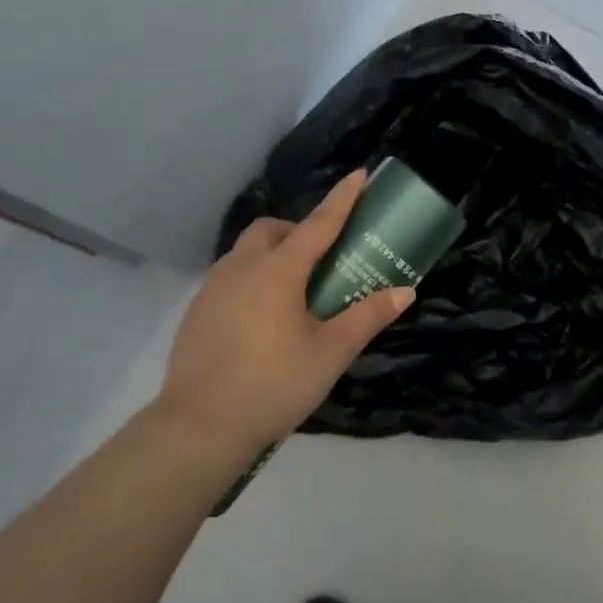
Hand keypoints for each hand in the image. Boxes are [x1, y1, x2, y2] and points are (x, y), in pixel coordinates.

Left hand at [155, 171, 413, 461]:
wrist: (198, 427)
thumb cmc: (273, 384)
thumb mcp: (330, 353)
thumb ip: (367, 317)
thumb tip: (405, 291)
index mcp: (278, 271)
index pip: (318, 223)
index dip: (342, 199)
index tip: (359, 175)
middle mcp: (242, 267)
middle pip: (271, 230)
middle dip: (298, 231)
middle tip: (321, 259)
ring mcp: (213, 288)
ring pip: (246, 252)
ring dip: (273, 254)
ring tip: (294, 292)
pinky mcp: (197, 311)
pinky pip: (230, 277)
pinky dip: (252, 279)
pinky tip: (262, 319)